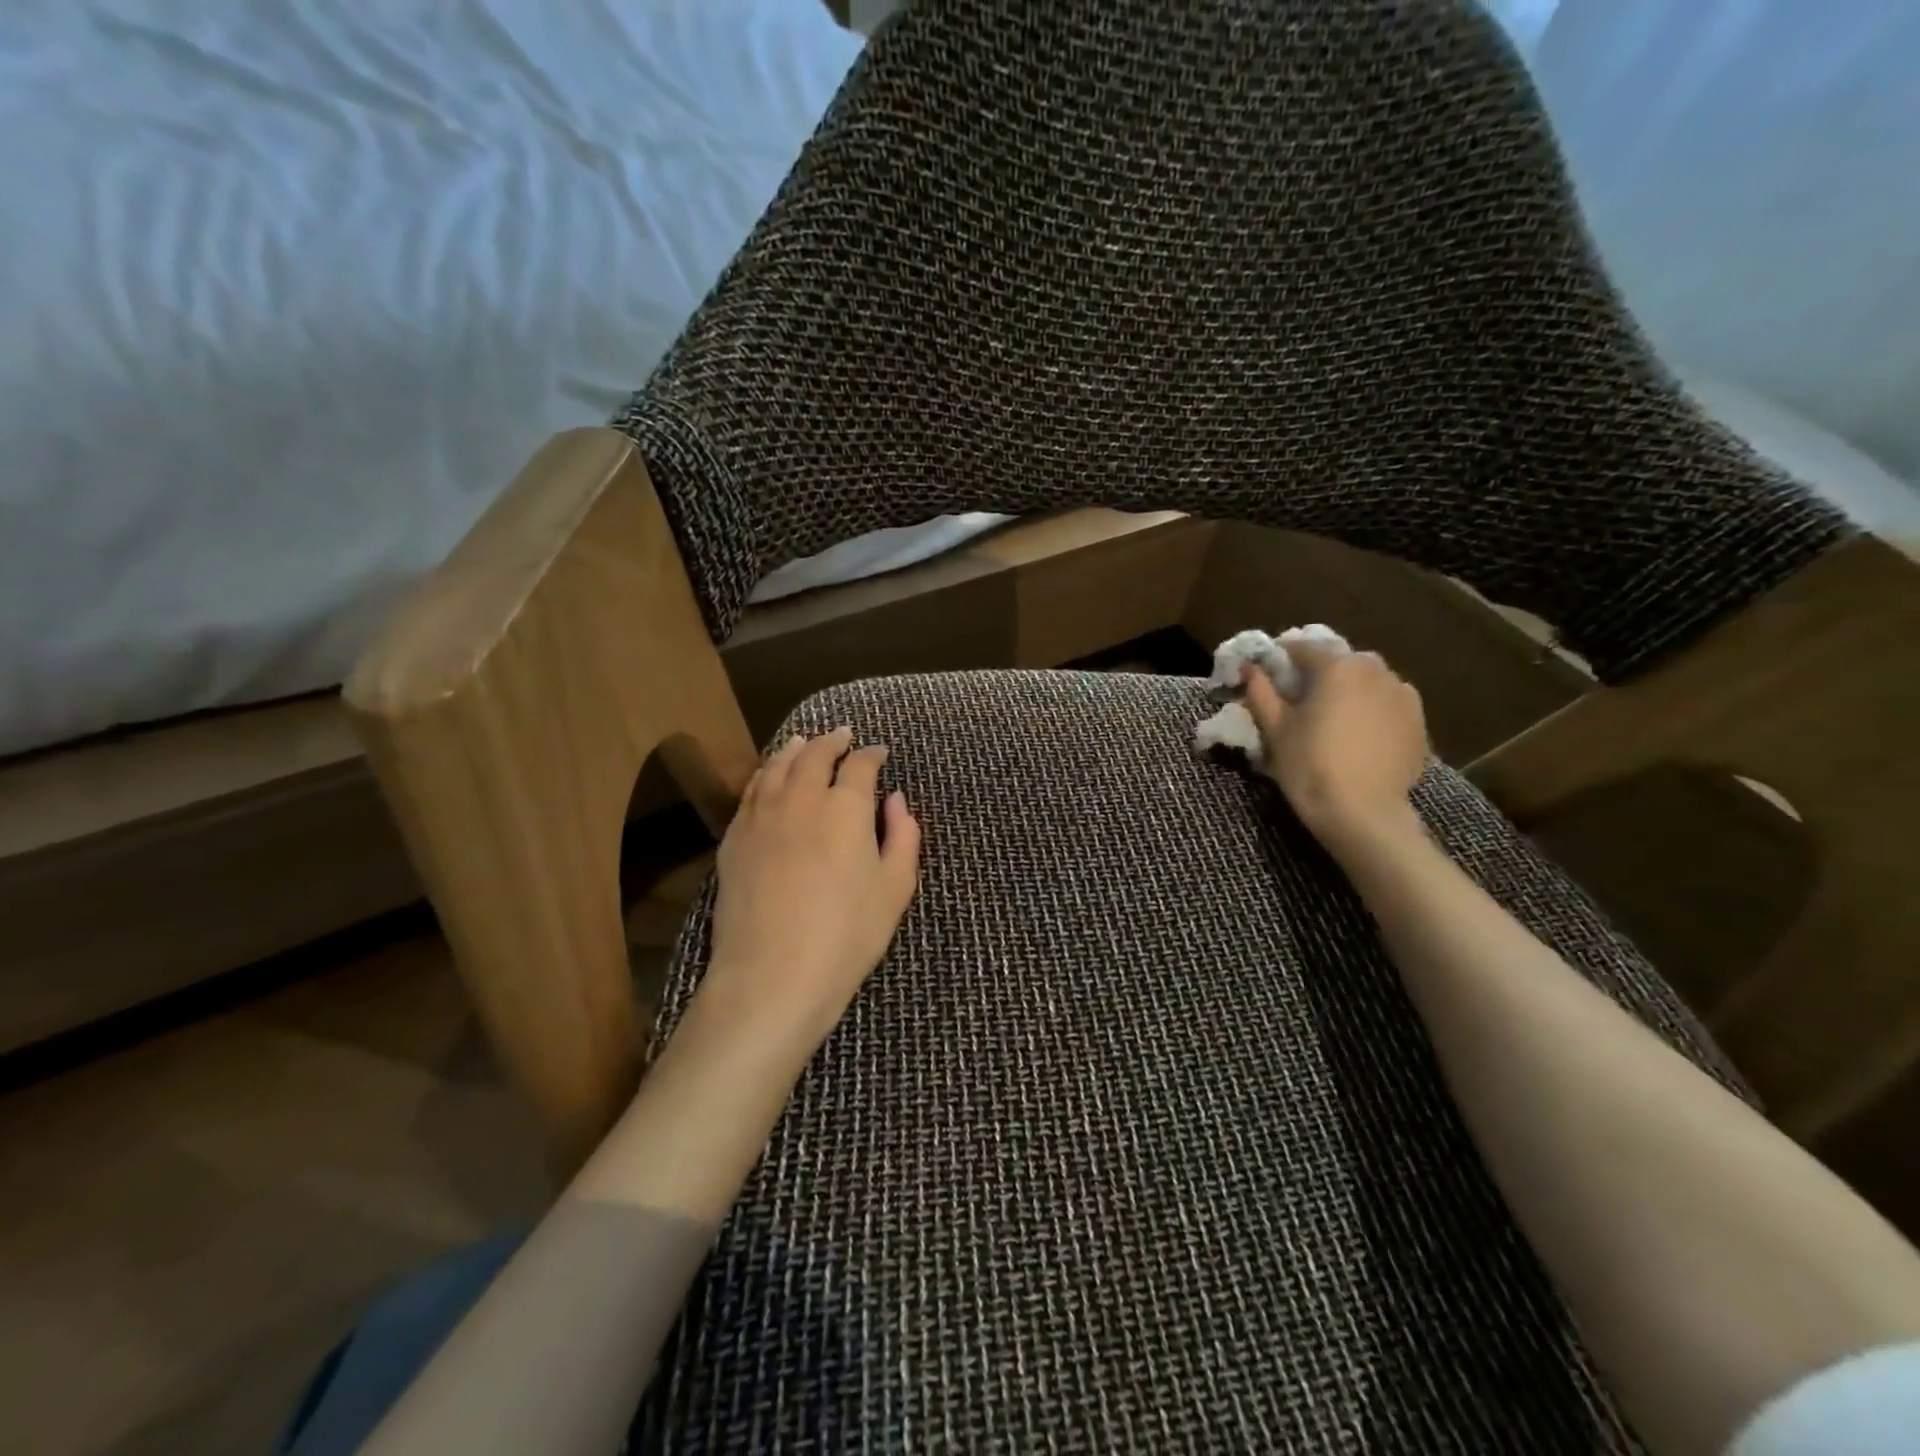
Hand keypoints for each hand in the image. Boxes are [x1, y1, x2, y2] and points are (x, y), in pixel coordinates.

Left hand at [702, 727, 921, 1052]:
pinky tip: (769, 777)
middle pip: (815, 754)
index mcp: (847, 807)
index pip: (861, 765)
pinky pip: (751, 791)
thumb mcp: (896, 888)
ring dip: (795, 749)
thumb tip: (896, 799)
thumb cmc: (847, 935)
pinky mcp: (735, 837)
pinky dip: (766, 774)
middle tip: (842, 735)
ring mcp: (762, 815)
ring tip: (803, 742)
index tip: (880, 752)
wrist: (773, 974)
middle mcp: (802, 798)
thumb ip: (903, 835)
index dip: (872, 754)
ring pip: (778, 766)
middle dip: (832, 741)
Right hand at [1243, 646, 1427, 845]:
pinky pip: (1388, 703)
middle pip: (1340, 662)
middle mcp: (1375, 670)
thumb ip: (1261, 691)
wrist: (1363, 813)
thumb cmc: (1309, 766)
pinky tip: (1359, 735)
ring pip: (1368, 680)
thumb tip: (1251, 668)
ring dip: (1349, 690)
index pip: (1303, 648)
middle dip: (1320, 674)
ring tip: (1333, 719)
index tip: (1269, 675)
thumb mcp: (1275, 729)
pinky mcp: (1418, 720)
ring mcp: (1402, 694)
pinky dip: (1371, 709)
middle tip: (1301, 701)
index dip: (1282, 659)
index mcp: (1337, 667)